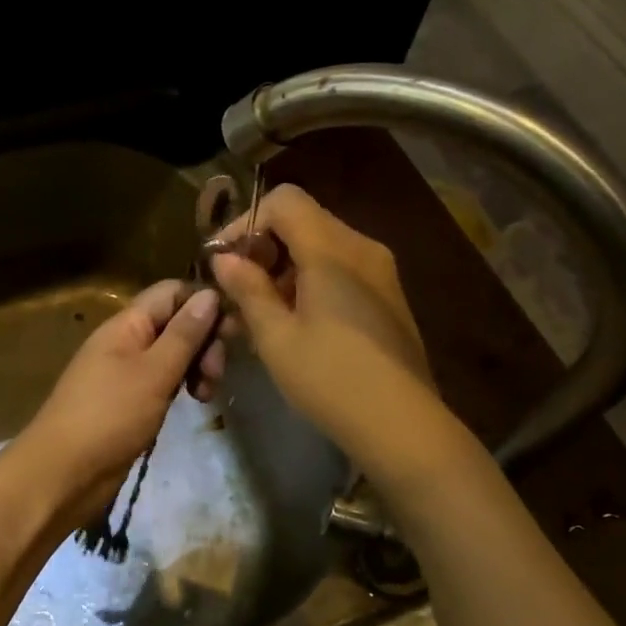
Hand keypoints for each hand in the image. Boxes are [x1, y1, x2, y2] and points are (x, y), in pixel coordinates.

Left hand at [12, 280, 223, 526]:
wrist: (63, 474)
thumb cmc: (109, 416)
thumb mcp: (154, 372)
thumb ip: (184, 334)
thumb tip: (211, 294)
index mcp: (126, 324)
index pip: (172, 293)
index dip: (204, 302)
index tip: (233, 331)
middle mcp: (127, 341)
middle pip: (176, 323)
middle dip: (204, 341)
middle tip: (216, 374)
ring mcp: (127, 373)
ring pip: (173, 354)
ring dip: (197, 366)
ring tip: (206, 395)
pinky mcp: (130, 402)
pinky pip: (163, 381)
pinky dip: (182, 386)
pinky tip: (195, 402)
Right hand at [210, 185, 440, 467]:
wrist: (402, 425)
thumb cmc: (331, 379)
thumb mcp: (276, 337)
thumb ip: (247, 289)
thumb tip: (224, 258)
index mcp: (333, 250)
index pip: (285, 201)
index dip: (246, 222)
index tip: (222, 261)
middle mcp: (361, 248)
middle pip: (303, 221)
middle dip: (262, 248)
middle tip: (235, 291)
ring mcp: (380, 272)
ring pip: (321, 247)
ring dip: (283, 269)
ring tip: (257, 314)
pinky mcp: (387, 297)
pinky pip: (340, 271)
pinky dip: (309, 283)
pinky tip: (292, 323)